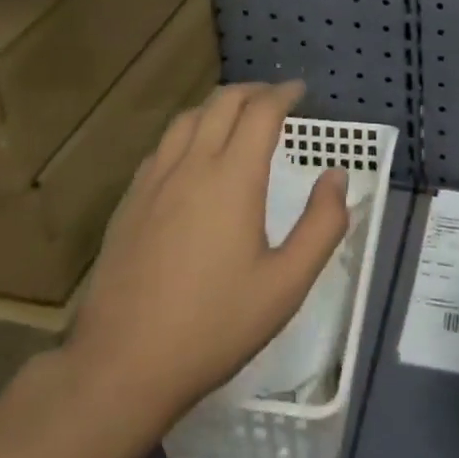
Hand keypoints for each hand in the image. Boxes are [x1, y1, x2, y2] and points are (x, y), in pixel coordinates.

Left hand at [66, 81, 349, 426]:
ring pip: (188, 117)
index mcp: (233, 177)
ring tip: (237, 117)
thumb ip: (322, 226)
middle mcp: (192, 164)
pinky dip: (188, 132)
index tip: (300, 92)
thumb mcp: (285, 285)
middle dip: (253, 91)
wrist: (121, 366)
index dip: (283, 95)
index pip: (261, 112)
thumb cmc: (213, 326)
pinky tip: (193, 156)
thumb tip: (336, 176)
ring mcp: (154, 180)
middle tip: (275, 100)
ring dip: (218, 106)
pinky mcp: (130, 200)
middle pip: (223, 102)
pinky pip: (163, 145)